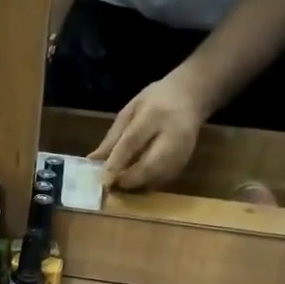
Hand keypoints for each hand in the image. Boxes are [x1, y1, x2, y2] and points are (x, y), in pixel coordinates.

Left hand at [90, 76, 206, 190]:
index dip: (116, 162)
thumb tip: (93, 161)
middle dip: (127, 180)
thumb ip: (113, 137)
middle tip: (110, 186)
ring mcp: (182, 152)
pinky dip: (146, 185)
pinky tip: (135, 182)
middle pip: (148, 165)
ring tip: (119, 185)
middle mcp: (172, 136)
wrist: (191, 96)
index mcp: (155, 115)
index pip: (132, 141)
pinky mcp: (185, 163)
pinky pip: (162, 181)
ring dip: (136, 186)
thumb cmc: (156, 100)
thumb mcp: (130, 110)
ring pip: (156, 178)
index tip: (102, 179)